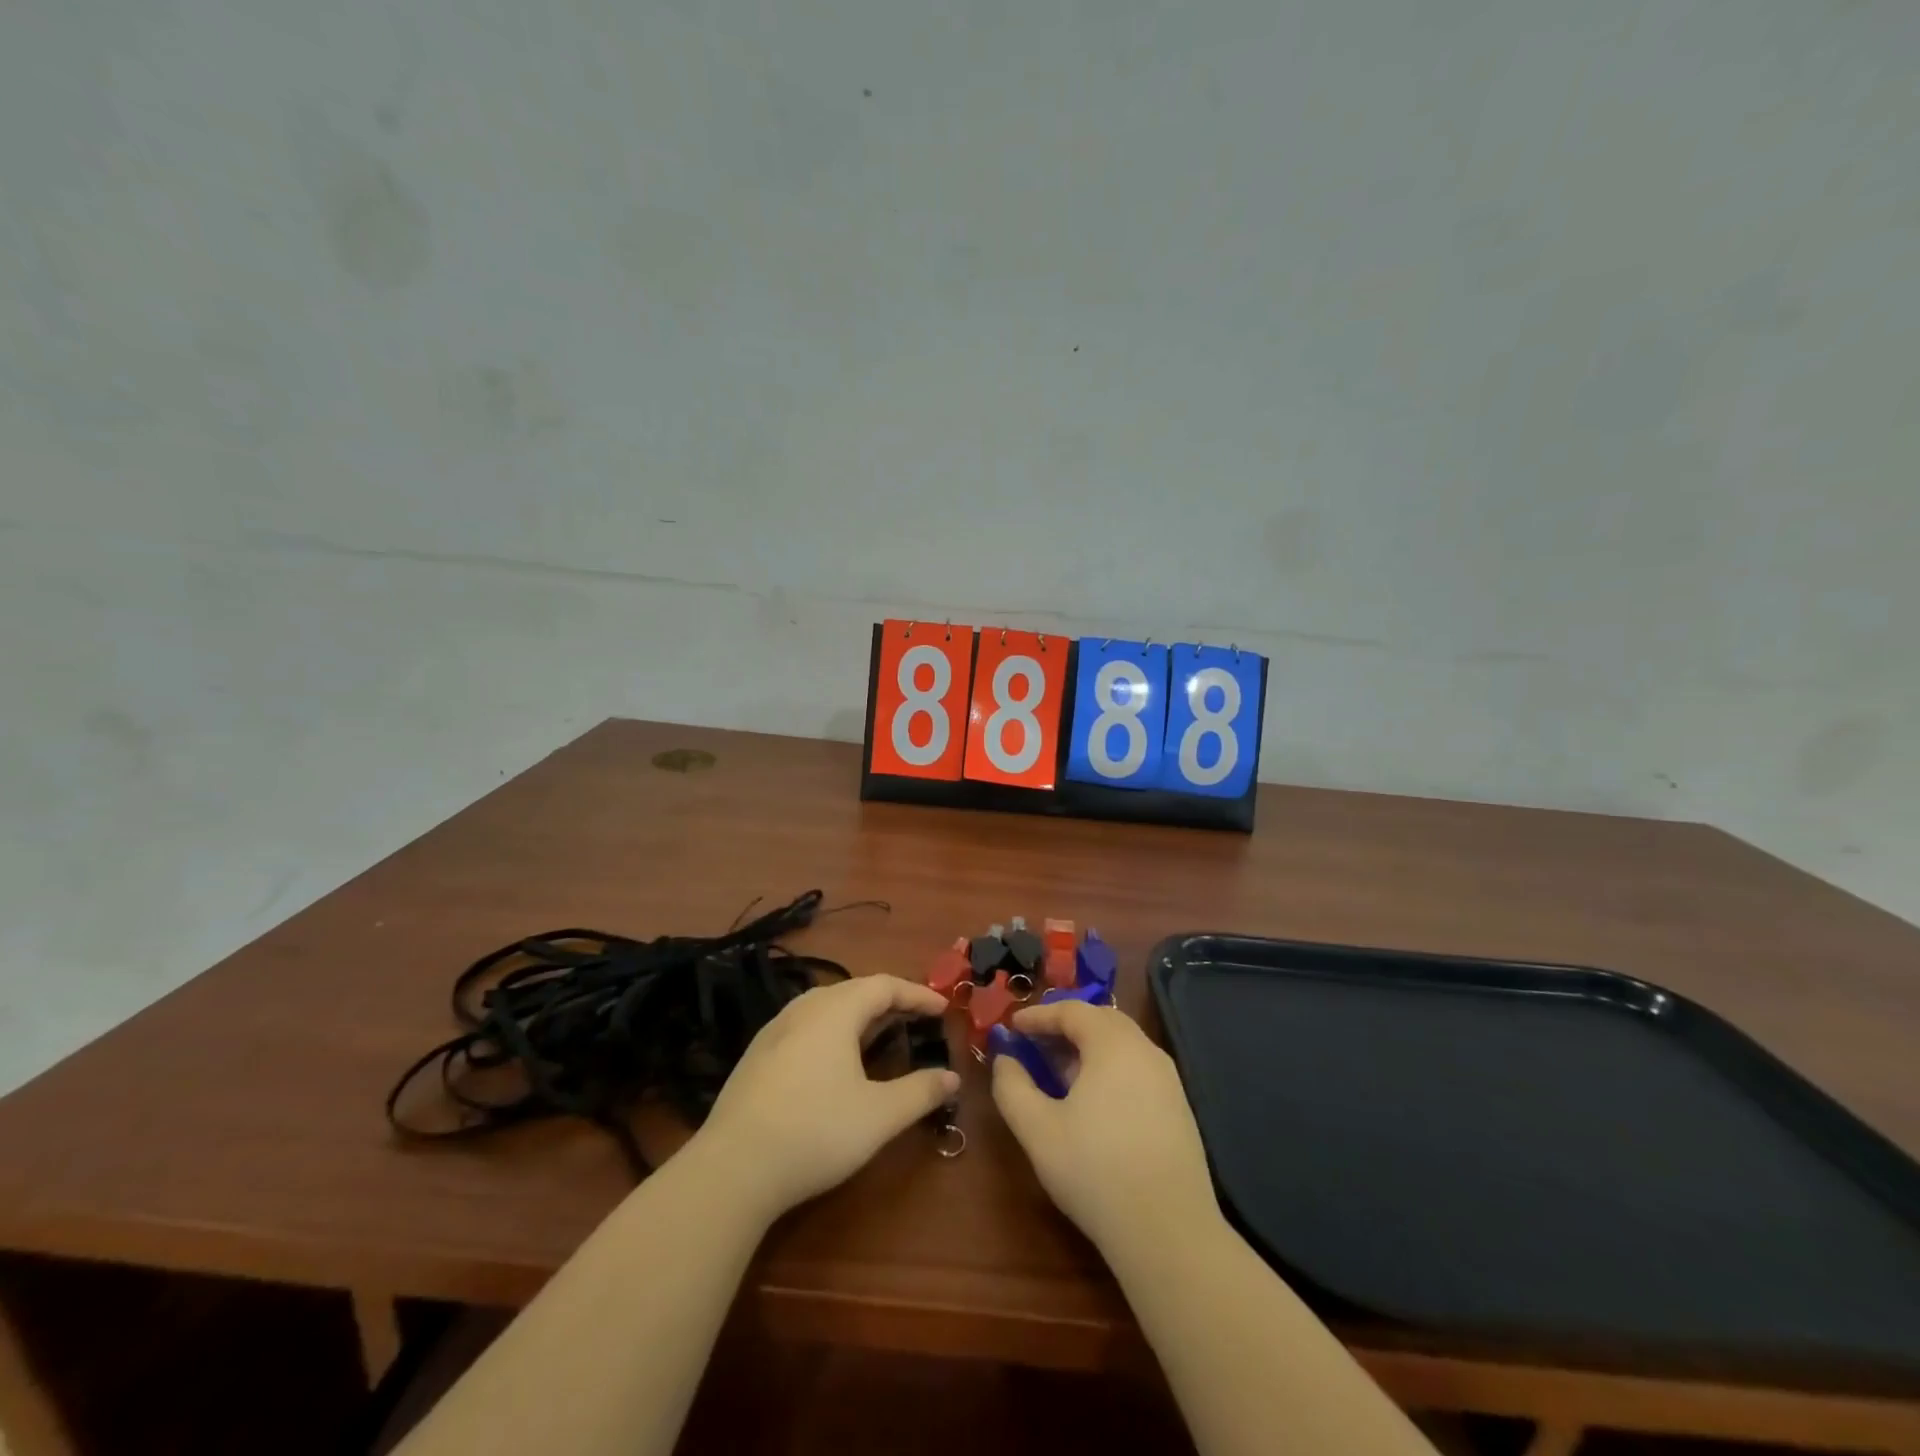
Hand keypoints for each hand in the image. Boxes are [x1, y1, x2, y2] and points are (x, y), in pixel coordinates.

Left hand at [694, 974, 959, 1219]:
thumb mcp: (879, 1116)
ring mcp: (774, 1030)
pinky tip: (835, 1060)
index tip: (943, 1009)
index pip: (885, 985)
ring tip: (880, 1033)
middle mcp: (804, 1009)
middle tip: (916, 1018)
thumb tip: (952, 1077)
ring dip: (859, 1014)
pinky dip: (834, 1030)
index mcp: (835, 1011)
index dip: (917, 994)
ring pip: (826, 1007)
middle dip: (890, 1001)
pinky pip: (806, 1026)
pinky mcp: (757, 1055)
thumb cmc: (815, 1132)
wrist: (732, 1169)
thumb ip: (920, 1092)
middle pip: (854, 990)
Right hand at [992, 1000, 1218, 1254]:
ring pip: (1121, 1045)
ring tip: (1058, 1071)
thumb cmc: (1096, 1172)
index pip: (1072, 1011)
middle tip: (1034, 1043)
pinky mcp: (1178, 1108)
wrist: (1169, 1232)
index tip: (1012, 1027)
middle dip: (1064, 1026)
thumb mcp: (1038, 1130)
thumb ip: (1012, 1087)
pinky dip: (1108, 1068)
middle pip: (1101, 1021)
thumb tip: (1004, 1059)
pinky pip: (1136, 1068)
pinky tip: (1092, 1100)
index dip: (1039, 1015)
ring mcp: (1168, 1080)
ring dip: (1087, 1047)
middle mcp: (1145, 1051)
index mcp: (1113, 1045)